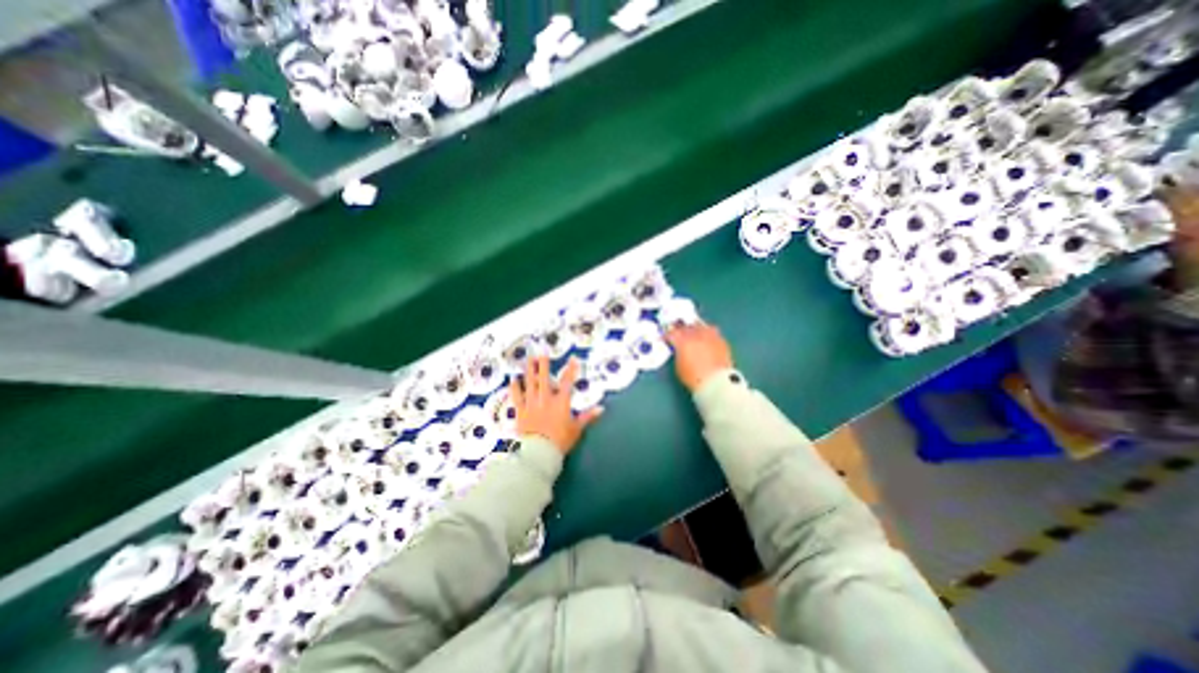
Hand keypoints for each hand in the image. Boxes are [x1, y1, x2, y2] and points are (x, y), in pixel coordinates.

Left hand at [510, 356, 604, 455]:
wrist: (539, 452)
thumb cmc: (560, 441)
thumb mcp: (576, 429)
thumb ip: (588, 417)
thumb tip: (601, 408)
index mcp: (561, 403)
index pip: (567, 383)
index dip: (570, 370)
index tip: (573, 359)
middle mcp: (545, 400)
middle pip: (544, 379)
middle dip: (543, 365)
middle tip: (541, 353)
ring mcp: (531, 405)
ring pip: (530, 384)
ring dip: (529, 371)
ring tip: (528, 360)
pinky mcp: (521, 412)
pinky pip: (517, 397)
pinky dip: (515, 388)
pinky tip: (513, 380)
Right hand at [661, 323, 735, 391]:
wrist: (716, 382)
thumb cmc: (693, 378)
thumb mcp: (679, 367)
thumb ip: (678, 354)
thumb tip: (679, 350)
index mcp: (682, 342)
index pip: (671, 333)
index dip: (666, 335)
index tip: (665, 338)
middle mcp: (695, 335)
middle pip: (685, 327)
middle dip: (680, 329)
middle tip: (677, 333)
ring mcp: (709, 336)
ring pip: (699, 326)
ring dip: (694, 328)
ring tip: (693, 332)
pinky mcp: (721, 340)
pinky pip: (712, 331)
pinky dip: (707, 333)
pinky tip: (706, 338)